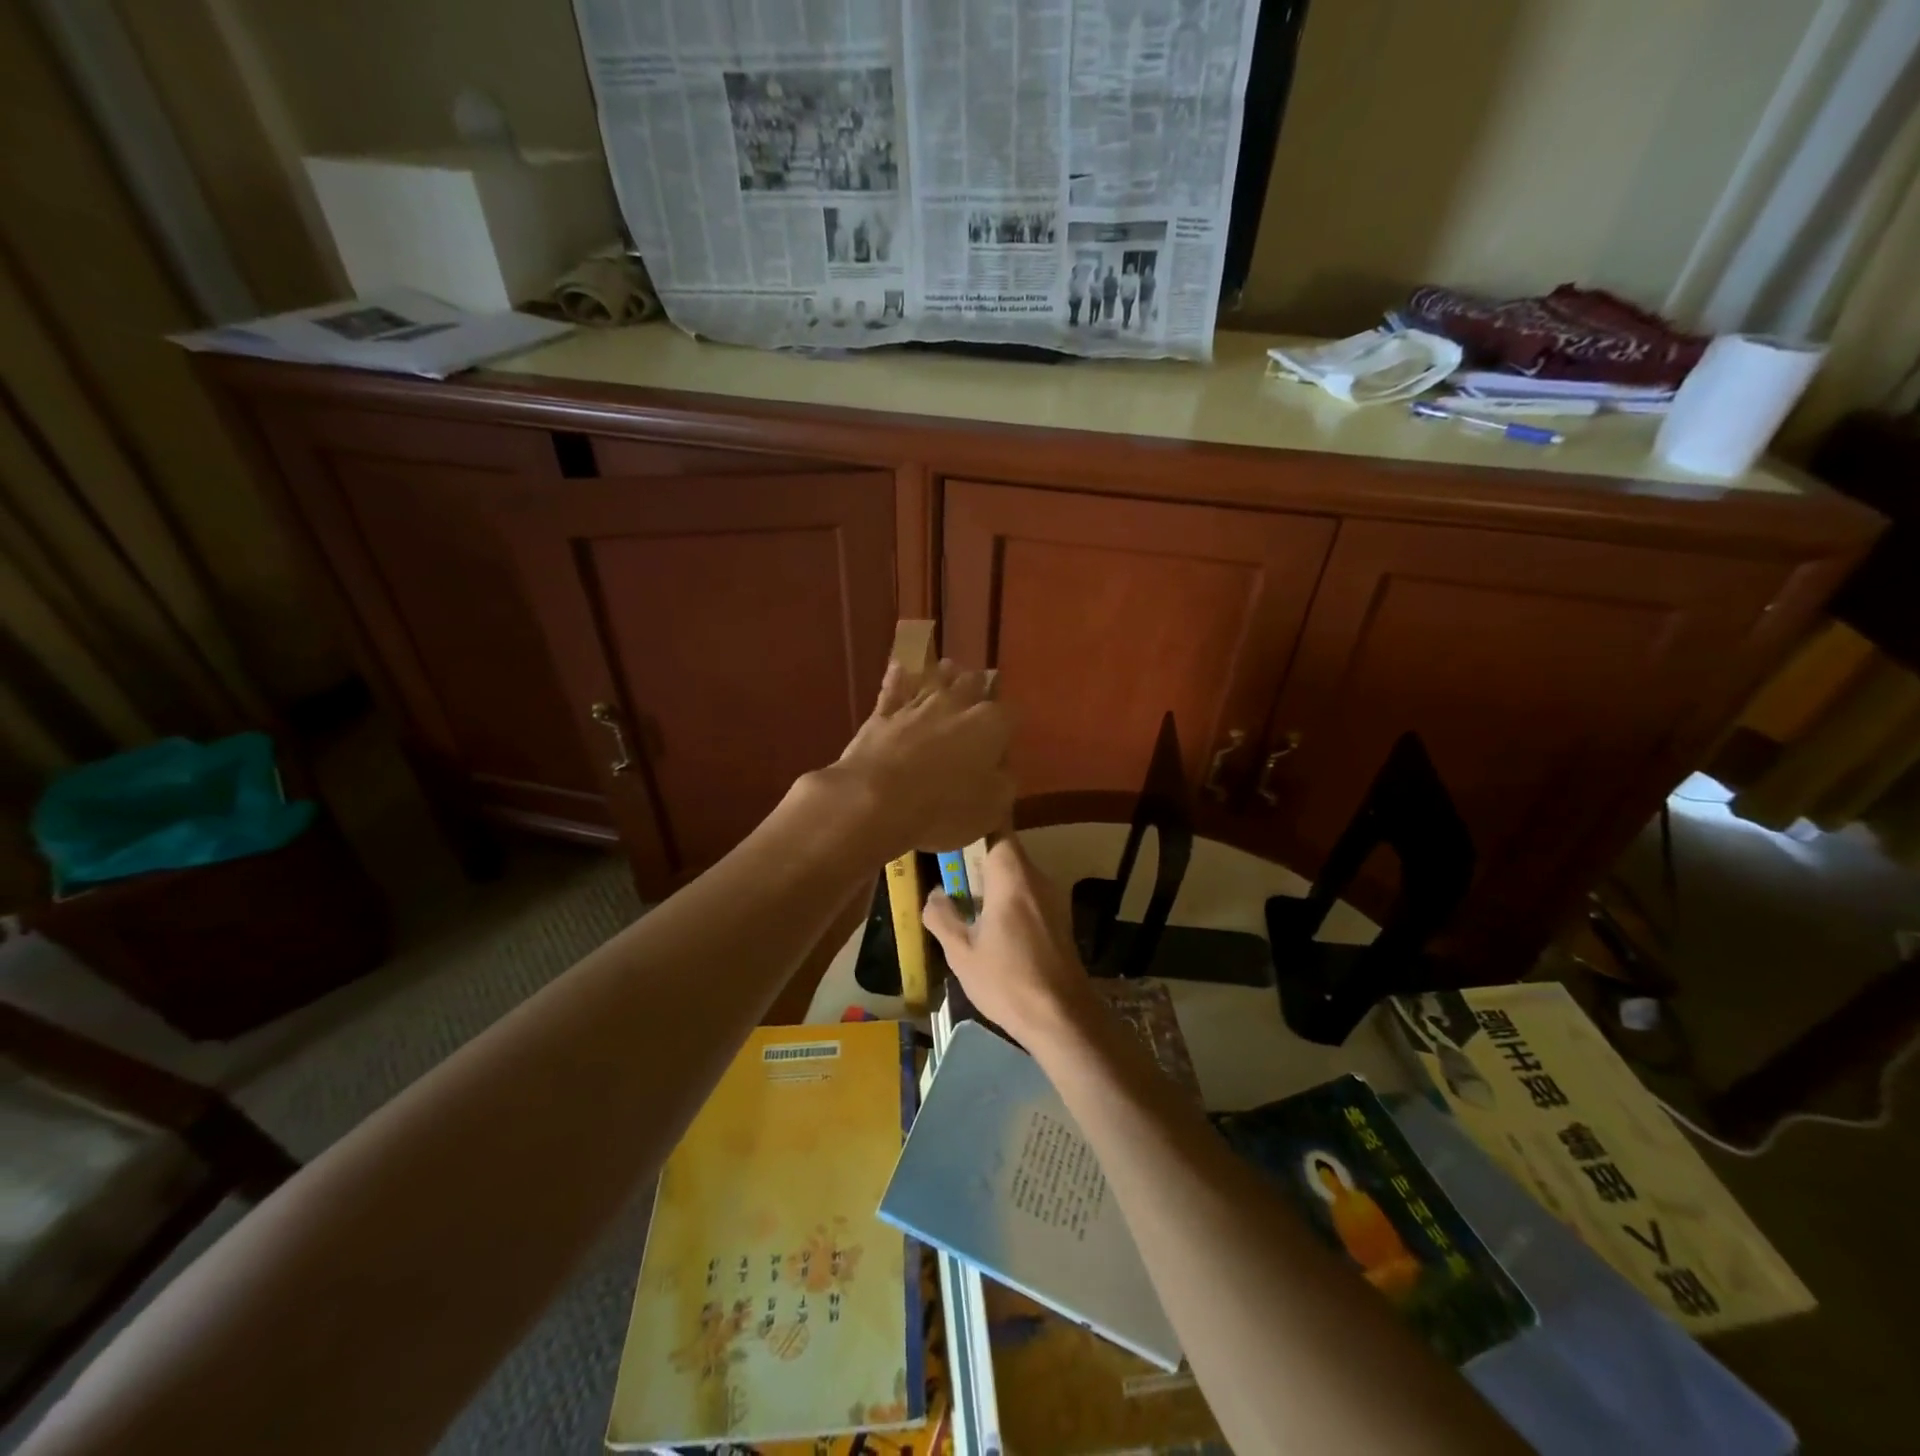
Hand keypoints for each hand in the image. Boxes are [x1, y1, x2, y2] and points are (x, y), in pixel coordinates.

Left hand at [828, 658, 1013, 861]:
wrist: (875, 800)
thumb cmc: (943, 808)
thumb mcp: (991, 809)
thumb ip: (1003, 783)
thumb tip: (1002, 771)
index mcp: (989, 725)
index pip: (1011, 713)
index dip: (1010, 724)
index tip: (1008, 736)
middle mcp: (956, 704)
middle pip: (974, 683)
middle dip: (980, 687)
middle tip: (982, 694)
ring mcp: (916, 705)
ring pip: (936, 677)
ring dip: (945, 676)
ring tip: (950, 672)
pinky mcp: (882, 713)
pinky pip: (893, 687)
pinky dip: (899, 678)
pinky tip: (900, 669)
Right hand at [923, 835, 1093, 1044]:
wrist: (1061, 1018)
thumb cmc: (1006, 981)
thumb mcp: (961, 952)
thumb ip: (942, 916)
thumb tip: (934, 893)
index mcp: (1013, 878)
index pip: (998, 830)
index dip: (975, 828)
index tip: (952, 836)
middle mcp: (1038, 879)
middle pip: (1007, 853)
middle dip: (979, 859)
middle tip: (949, 873)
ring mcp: (1054, 900)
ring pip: (1019, 876)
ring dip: (994, 882)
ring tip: (966, 900)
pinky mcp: (1060, 921)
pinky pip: (1030, 896)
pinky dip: (1009, 900)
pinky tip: (992, 926)